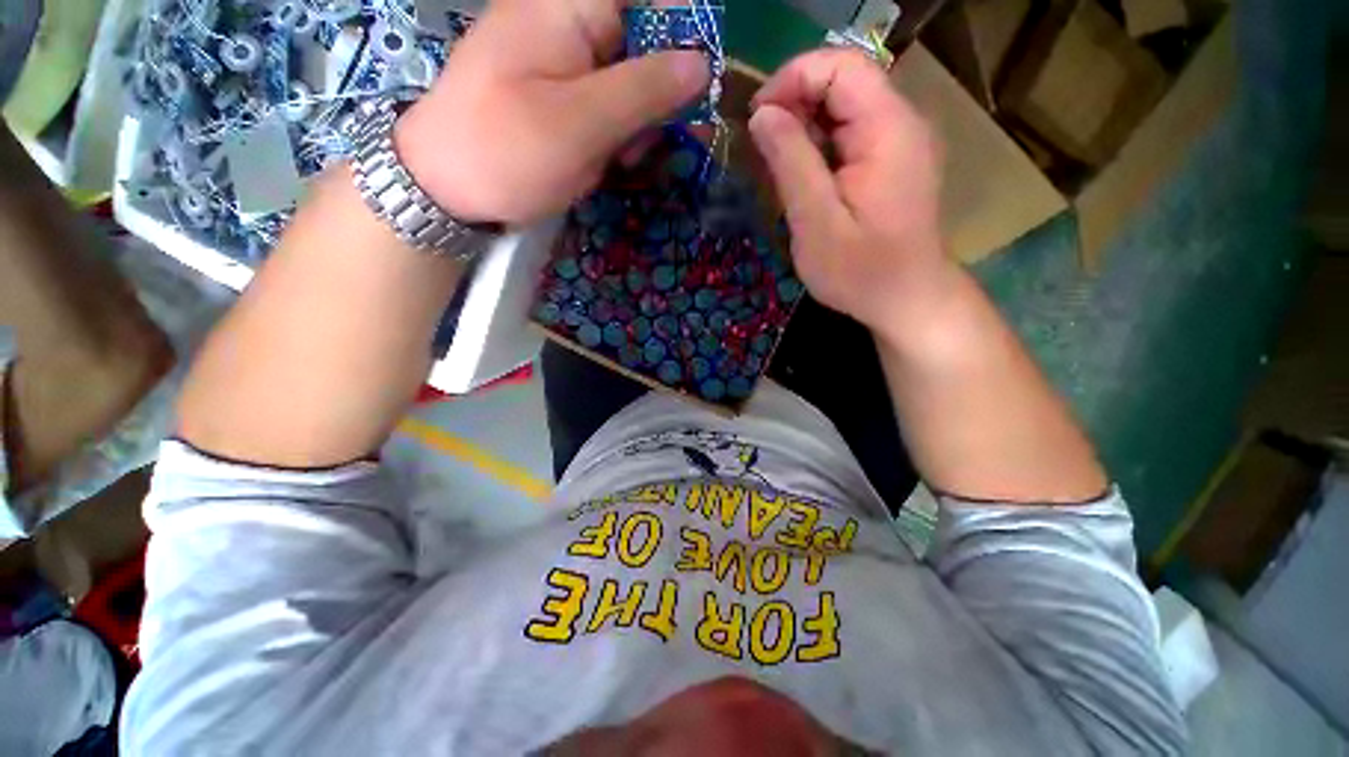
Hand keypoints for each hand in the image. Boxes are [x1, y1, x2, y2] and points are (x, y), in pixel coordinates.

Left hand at [395, 0, 710, 224]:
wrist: (445, 187)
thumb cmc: (507, 151)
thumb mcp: (581, 123)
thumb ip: (644, 90)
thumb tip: (702, 63)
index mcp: (569, 7)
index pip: (650, 2)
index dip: (683, 36)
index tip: (695, 91)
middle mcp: (569, 22)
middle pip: (645, 42)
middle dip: (660, 95)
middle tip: (651, 143)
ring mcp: (565, 61)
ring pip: (632, 80)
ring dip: (640, 123)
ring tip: (623, 159)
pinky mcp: (562, 95)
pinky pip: (610, 105)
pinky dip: (620, 134)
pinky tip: (610, 160)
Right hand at [749, 50, 951, 336]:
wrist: (905, 300)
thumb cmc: (861, 272)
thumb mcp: (816, 222)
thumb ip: (791, 163)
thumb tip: (762, 114)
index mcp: (888, 130)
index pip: (841, 66)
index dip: (792, 78)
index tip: (756, 119)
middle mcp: (901, 122)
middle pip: (844, 80)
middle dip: (794, 101)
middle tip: (760, 146)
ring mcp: (899, 141)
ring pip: (845, 106)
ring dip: (804, 124)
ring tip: (775, 162)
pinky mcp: (891, 160)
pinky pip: (850, 132)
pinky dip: (818, 143)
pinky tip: (801, 174)